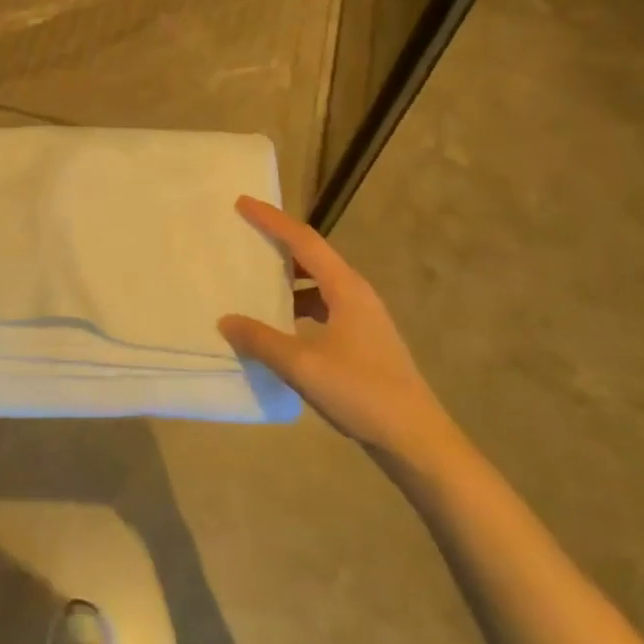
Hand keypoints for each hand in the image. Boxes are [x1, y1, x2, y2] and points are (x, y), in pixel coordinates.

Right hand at [218, 197, 456, 463]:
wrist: (417, 441)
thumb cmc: (361, 393)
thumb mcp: (303, 365)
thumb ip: (261, 340)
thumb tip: (226, 320)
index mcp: (346, 289)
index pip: (304, 241)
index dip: (272, 220)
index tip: (243, 203)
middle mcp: (357, 295)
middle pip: (313, 257)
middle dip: (279, 245)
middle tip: (245, 238)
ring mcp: (364, 319)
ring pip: (319, 285)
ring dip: (289, 280)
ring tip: (255, 284)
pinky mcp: (364, 342)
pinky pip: (324, 309)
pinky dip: (299, 308)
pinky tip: (280, 328)